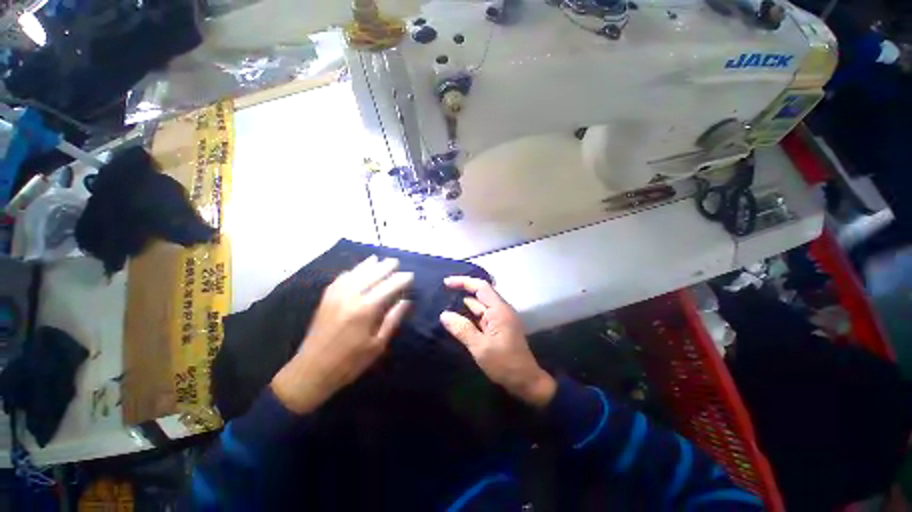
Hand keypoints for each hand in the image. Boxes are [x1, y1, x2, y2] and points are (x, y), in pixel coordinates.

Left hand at [271, 256, 412, 413]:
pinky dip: (350, 272)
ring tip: (378, 259)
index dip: (401, 279)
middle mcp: (351, 296)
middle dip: (385, 267)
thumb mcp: (377, 345)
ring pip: (355, 273)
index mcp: (366, 309)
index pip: (388, 286)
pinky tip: (355, 270)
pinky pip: (340, 279)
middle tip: (396, 262)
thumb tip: (405, 301)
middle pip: (372, 274)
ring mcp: (336, 296)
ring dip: (368, 265)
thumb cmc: (350, 362)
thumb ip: (392, 319)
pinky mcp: (326, 299)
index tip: (410, 275)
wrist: (311, 371)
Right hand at [439, 276, 555, 408]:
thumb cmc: (505, 364)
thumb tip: (444, 315)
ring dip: (464, 305)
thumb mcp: (480, 347)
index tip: (446, 283)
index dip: (463, 282)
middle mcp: (501, 310)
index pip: (481, 287)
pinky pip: (482, 316)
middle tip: (442, 293)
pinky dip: (470, 315)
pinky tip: (458, 319)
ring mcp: (500, 319)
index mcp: (499, 310)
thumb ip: (462, 329)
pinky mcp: (499, 328)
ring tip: (445, 304)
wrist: (526, 382)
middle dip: (462, 291)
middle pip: (480, 294)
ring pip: (480, 306)